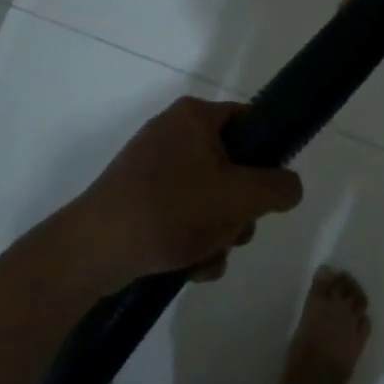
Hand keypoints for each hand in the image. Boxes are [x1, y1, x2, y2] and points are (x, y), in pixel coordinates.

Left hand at [76, 98, 302, 287]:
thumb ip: (279, 187)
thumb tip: (289, 186)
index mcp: (195, 117)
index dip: (268, 155)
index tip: (269, 190)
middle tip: (237, 232)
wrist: (93, 250)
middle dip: (240, 208)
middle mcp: (171, 132)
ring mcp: (150, 166)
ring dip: (219, 230)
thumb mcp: (241, 197)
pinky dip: (191, 238)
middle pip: (231, 165)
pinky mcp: (135, 197)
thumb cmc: (173, 210)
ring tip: (209, 257)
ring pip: (207, 195)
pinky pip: (180, 212)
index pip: (250, 121)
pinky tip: (190, 267)